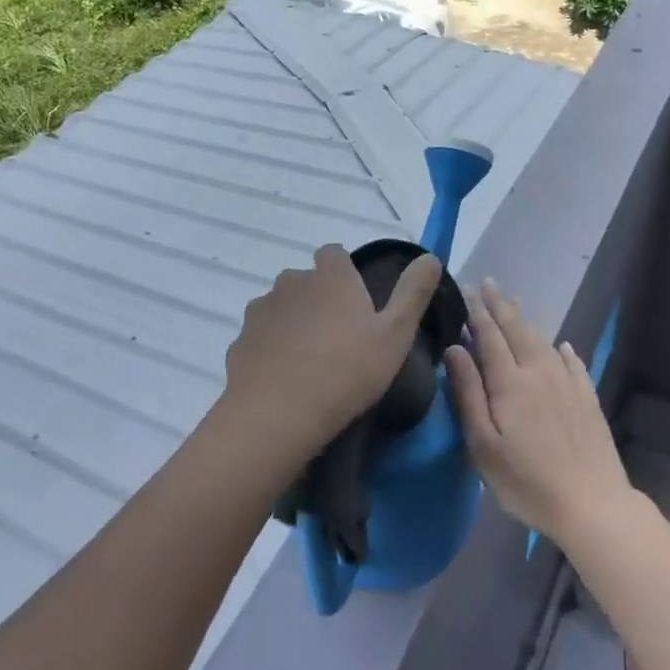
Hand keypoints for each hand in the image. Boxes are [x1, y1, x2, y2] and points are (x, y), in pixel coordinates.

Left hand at [221, 244, 442, 460]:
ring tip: (310, 363)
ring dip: (294, 324)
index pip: (334, 254)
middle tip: (338, 339)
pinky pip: (261, 337)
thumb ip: (413, 292)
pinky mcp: (239, 340)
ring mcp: (261, 309)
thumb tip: (430, 257)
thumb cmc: (346, 371)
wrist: (275, 415)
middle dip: (319, 300)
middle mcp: (292, 281)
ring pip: (282, 308)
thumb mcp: (396, 334)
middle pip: (307, 281)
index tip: (358, 306)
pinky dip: (271, 349)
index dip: (345, 274)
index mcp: (330, 275)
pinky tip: (284, 380)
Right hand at [445, 281, 634, 547]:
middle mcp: (539, 372)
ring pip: (543, 341)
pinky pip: (574, 363)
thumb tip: (454, 349)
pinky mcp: (587, 399)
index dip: (476, 313)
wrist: (592, 504)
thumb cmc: (527, 481)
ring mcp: (567, 384)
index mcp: (510, 382)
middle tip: (488, 284)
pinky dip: (563, 350)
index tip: (466, 290)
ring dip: (526, 320)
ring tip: (515, 304)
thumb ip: (468, 393)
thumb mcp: (483, 445)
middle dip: (500, 306)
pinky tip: (562, 345)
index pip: (489, 337)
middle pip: (516, 330)